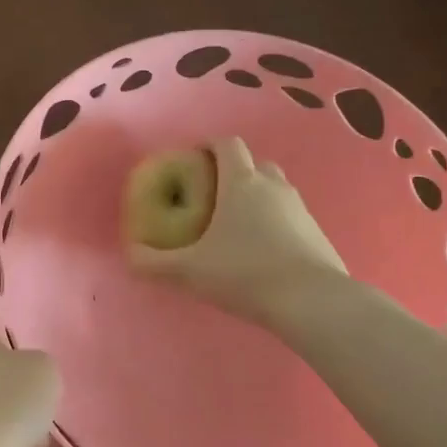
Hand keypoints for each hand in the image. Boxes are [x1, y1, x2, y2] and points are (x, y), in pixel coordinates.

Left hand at [0, 302, 99, 446]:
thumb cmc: (3, 401)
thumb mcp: (42, 369)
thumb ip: (51, 366)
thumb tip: (51, 378)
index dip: (16, 305)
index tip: (49, 304)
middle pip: (16, 371)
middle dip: (49, 373)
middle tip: (91, 366)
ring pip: (29, 421)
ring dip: (63, 430)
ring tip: (107, 425)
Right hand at [127, 137, 346, 325]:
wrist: (313, 302)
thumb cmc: (245, 273)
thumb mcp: (190, 271)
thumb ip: (154, 263)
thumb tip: (129, 256)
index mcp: (241, 183)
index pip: (228, 144)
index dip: (209, 145)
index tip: (193, 159)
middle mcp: (273, 186)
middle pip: (255, 163)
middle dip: (234, 172)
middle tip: (213, 195)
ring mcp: (300, 208)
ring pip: (276, 189)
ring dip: (257, 197)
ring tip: (237, 225)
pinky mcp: (317, 233)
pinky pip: (291, 215)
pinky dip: (276, 222)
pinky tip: (263, 251)